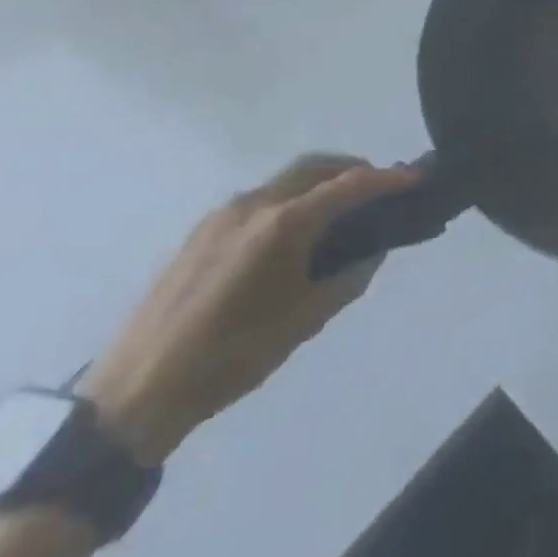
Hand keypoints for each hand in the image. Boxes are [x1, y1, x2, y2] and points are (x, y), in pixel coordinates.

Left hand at [81, 155, 418, 463]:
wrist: (139, 389)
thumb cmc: (233, 356)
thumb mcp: (305, 320)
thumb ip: (349, 278)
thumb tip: (373, 251)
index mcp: (281, 225)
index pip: (348, 186)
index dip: (388, 179)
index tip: (418, 178)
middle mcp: (253, 205)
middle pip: (315, 167)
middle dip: (354, 170)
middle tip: (382, 191)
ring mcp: (222, 215)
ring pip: (286, 180)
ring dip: (322, 183)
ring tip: (344, 213)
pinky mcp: (203, 231)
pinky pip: (262, 199)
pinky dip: (293, 199)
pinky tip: (298, 235)